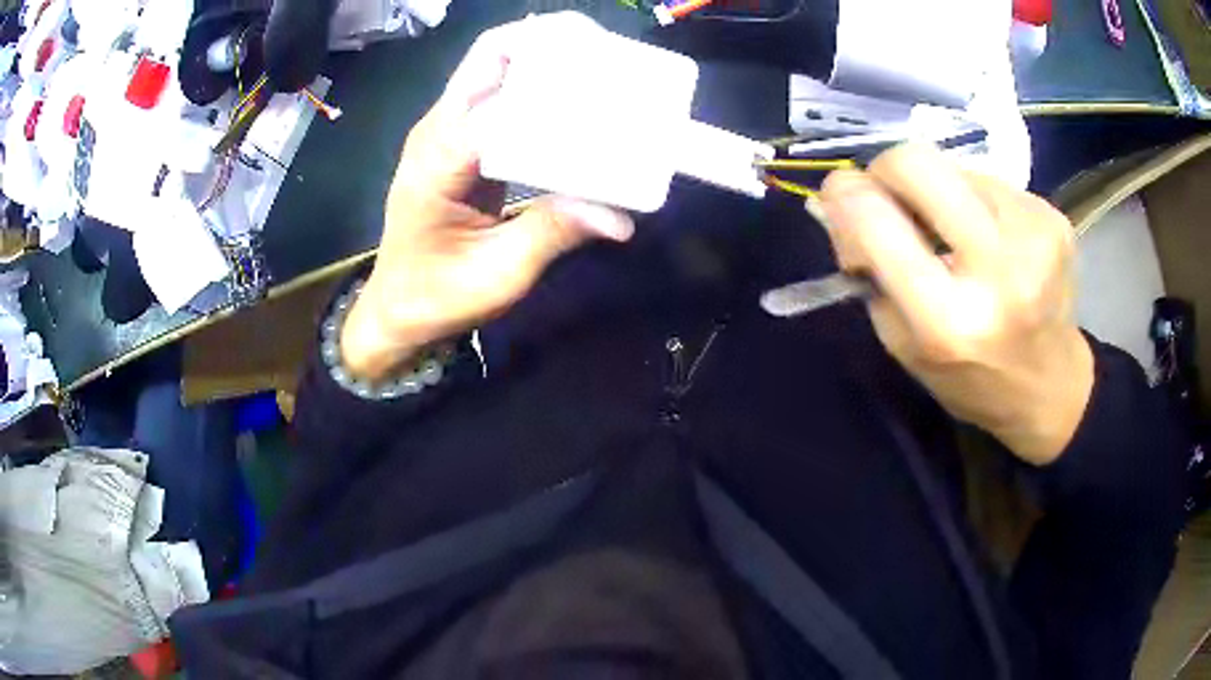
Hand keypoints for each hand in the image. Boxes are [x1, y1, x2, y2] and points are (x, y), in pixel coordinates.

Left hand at [341, 22, 634, 381]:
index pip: (502, 97)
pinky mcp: (460, 140)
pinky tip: (573, 96)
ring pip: (494, 65)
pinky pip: (499, 92)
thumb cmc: (437, 296)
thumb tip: (621, 216)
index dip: (555, 82)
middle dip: (548, 40)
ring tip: (599, 65)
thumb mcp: (499, 274)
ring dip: (544, 55)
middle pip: (491, 55)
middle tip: (607, 52)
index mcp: (439, 159)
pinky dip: (537, 83)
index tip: (610, 83)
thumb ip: (554, 234)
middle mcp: (439, 130)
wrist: (397, 309)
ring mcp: (446, 130)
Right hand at [818, 144, 1093, 465]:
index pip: (873, 218)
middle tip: (896, 204)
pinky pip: (989, 181)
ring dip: (939, 193)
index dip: (844, 196)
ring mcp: (1033, 236)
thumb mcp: (901, 343)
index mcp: (947, 321)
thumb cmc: (968, 378)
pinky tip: (990, 239)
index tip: (842, 202)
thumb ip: (869, 269)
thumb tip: (841, 199)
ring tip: (957, 236)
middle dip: (888, 172)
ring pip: (953, 166)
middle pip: (916, 161)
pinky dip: (974, 201)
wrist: (1052, 389)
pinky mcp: (1053, 217)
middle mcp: (997, 269)